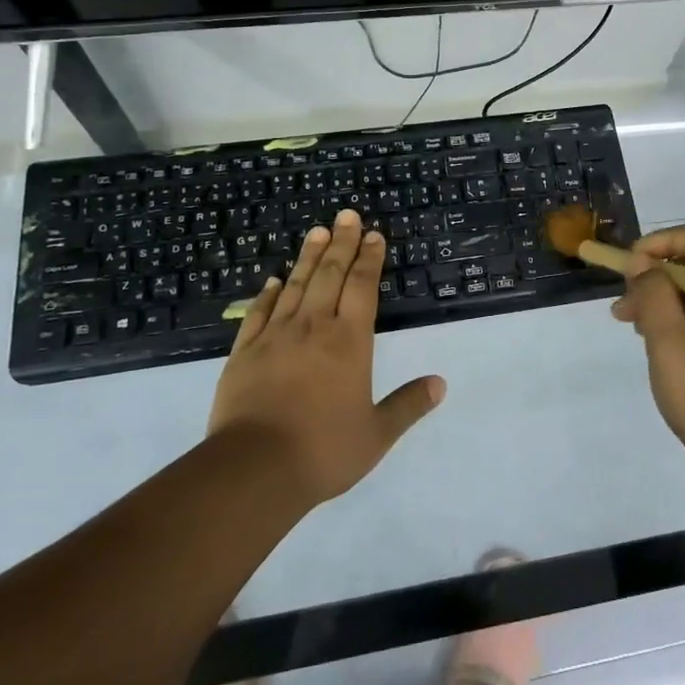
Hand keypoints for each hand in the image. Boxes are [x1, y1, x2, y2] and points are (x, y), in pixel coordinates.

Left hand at [208, 210, 444, 506]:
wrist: (253, 469)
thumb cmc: (323, 450)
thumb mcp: (376, 434)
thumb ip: (408, 405)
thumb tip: (440, 384)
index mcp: (349, 342)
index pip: (362, 288)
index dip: (369, 259)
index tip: (373, 235)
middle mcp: (313, 328)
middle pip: (330, 275)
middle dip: (341, 243)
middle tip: (346, 215)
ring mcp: (275, 337)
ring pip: (295, 285)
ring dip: (308, 257)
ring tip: (317, 231)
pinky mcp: (244, 352)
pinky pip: (259, 313)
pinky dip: (268, 293)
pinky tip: (273, 280)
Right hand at [611, 223, 684, 484]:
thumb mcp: (669, 342)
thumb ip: (653, 293)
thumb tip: (643, 263)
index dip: (665, 240)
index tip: (633, 263)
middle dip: (657, 273)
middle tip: (623, 299)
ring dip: (663, 297)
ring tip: (628, 321)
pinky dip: (679, 317)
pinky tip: (654, 339)